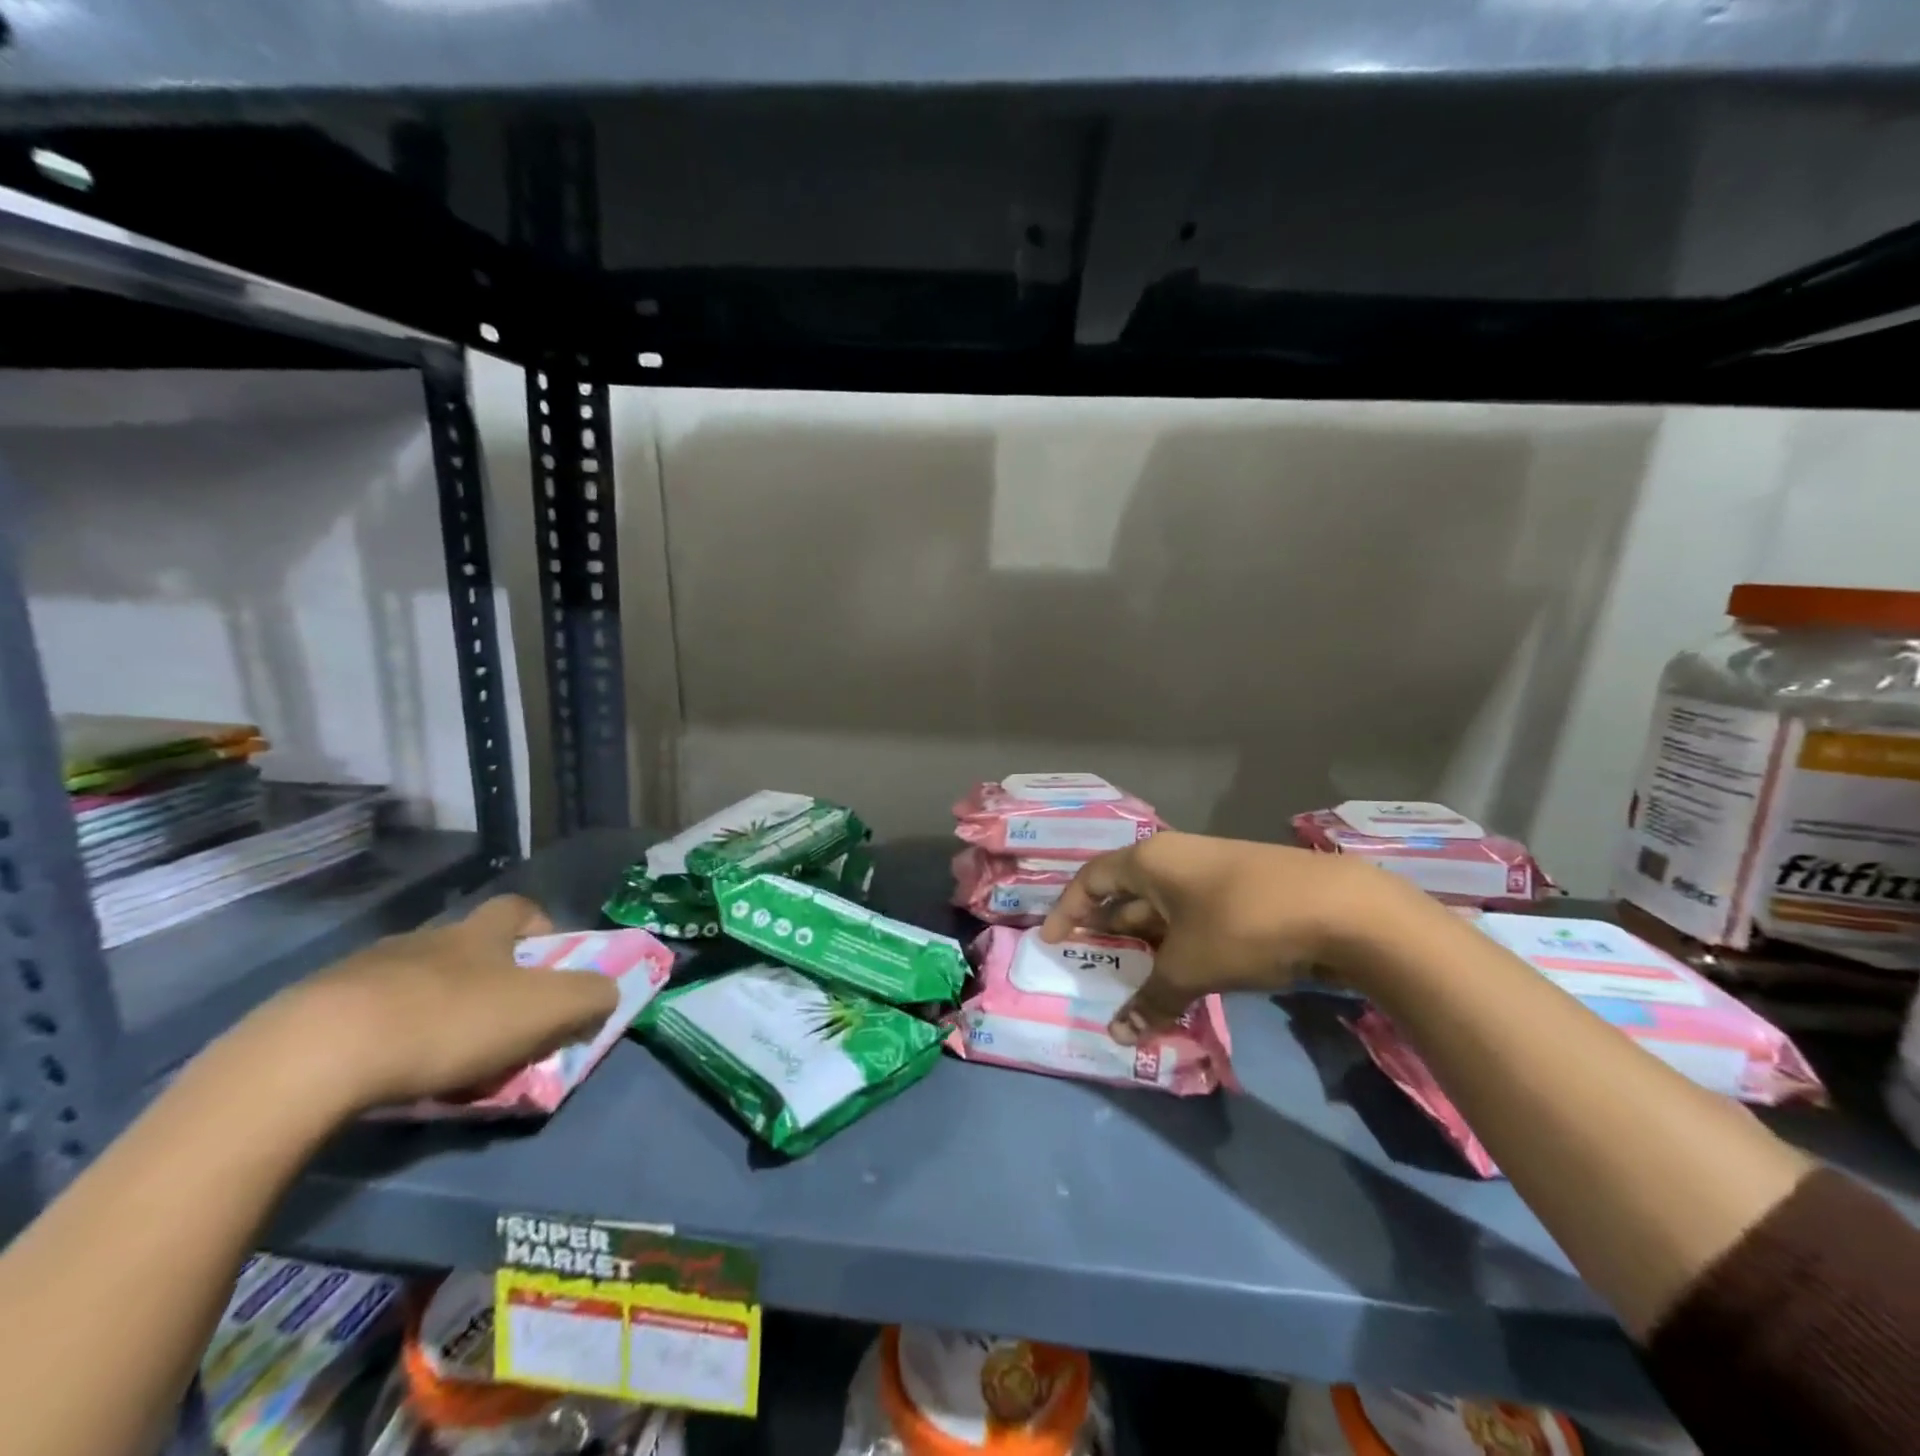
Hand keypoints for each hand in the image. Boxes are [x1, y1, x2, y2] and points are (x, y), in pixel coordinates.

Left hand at [246, 895, 621, 1113]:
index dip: (542, 929)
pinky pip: (362, 1016)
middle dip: (488, 979)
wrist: (311, 1059)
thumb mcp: (545, 1010)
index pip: (519, 909)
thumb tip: (608, 991)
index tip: (549, 965)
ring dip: (434, 1009)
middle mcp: (424, 939)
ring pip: (414, 982)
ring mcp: (361, 971)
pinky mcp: (309, 1011)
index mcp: (479, 933)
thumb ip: (589, 996)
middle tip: (499, 1025)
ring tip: (438, 1058)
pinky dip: (381, 1038)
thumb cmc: (449, 1022)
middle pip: (467, 947)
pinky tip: (381, 1073)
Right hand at [1039, 831, 1394, 1043]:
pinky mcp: (1245, 889)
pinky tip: (1181, 970)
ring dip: (1145, 939)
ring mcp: (1214, 871)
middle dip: (1107, 926)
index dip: (1067, 908)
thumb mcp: (1190, 967)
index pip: (1092, 879)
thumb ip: (1150, 999)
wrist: (1344, 911)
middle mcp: (1177, 857)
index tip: (1051, 939)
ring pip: (1163, 905)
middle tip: (1089, 960)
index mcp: (1151, 860)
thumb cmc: (1244, 925)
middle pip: (1126, 890)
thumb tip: (1118, 1035)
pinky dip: (1178, 941)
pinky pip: (1193, 914)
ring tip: (1131, 974)